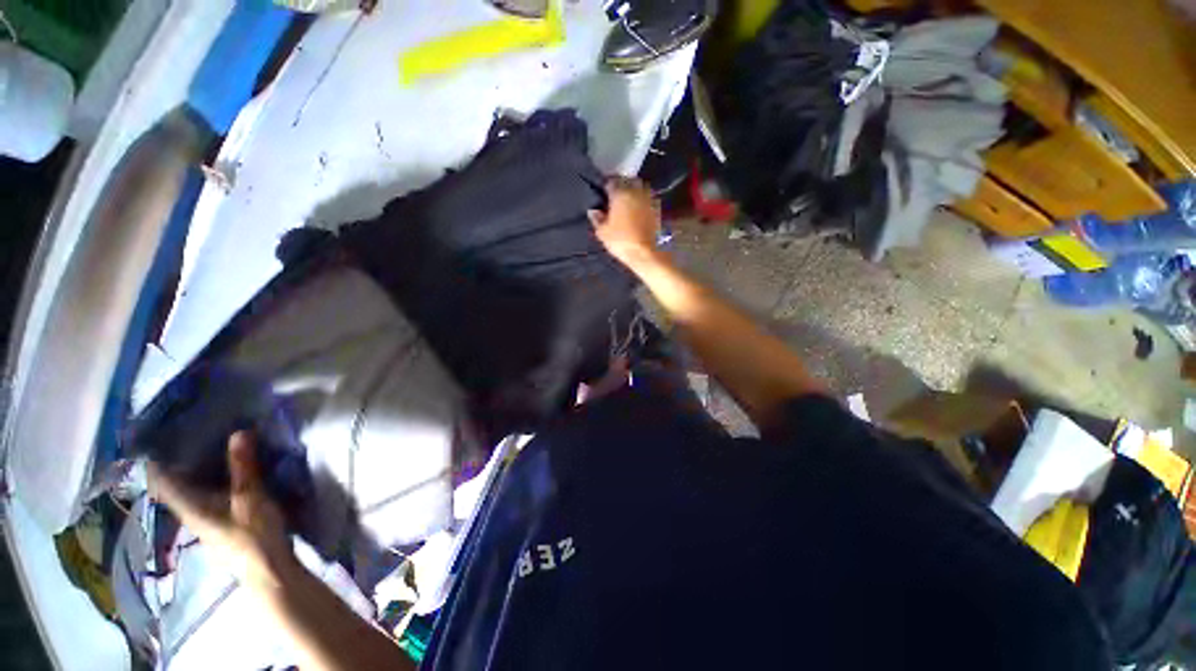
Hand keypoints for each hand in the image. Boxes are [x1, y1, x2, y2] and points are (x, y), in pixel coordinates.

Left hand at [150, 431, 294, 590]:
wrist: (269, 572)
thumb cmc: (254, 535)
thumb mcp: (251, 498)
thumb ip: (244, 467)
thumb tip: (239, 430)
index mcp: (189, 506)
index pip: (161, 480)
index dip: (154, 460)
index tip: (154, 436)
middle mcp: (191, 511)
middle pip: (176, 483)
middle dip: (180, 459)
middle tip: (191, 431)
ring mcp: (206, 519)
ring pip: (194, 489)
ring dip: (199, 469)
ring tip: (211, 444)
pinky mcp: (222, 522)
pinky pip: (210, 494)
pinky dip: (214, 478)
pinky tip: (228, 471)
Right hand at [588, 177, 668, 272]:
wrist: (645, 253)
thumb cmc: (621, 241)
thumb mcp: (602, 232)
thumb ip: (597, 219)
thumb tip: (593, 211)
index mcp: (620, 193)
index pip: (611, 182)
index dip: (606, 187)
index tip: (603, 193)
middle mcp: (636, 191)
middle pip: (628, 181)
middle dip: (622, 185)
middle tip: (616, 195)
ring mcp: (649, 199)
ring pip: (640, 188)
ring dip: (634, 191)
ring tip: (628, 201)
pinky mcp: (657, 209)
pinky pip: (648, 199)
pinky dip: (643, 201)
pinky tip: (639, 209)